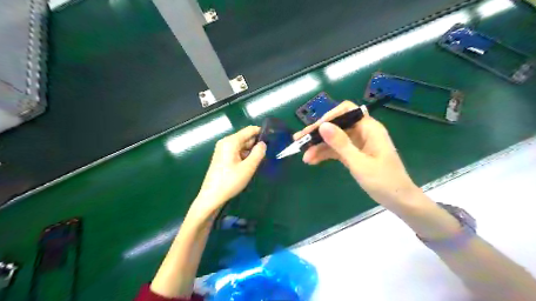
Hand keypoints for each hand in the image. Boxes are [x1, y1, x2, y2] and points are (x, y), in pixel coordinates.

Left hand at [193, 124, 267, 216]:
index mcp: (231, 141)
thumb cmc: (230, 181)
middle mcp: (225, 142)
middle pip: (245, 138)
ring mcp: (223, 150)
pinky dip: (244, 156)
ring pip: (242, 146)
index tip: (273, 138)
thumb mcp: (248, 168)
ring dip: (251, 152)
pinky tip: (250, 165)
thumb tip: (263, 144)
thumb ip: (258, 153)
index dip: (261, 132)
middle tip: (268, 153)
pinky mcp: (222, 157)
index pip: (249, 130)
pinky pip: (237, 152)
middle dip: (256, 144)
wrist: (212, 197)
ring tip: (261, 160)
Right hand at [295, 101, 420, 209]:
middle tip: (299, 141)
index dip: (328, 117)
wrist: (399, 201)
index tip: (314, 130)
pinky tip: (313, 160)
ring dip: (319, 146)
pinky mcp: (354, 154)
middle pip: (336, 125)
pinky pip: (336, 150)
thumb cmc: (384, 182)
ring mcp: (357, 143)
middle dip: (318, 133)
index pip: (346, 111)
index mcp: (369, 128)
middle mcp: (362, 132)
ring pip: (334, 139)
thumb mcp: (360, 163)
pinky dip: (325, 154)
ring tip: (304, 156)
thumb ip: (341, 144)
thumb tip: (323, 125)